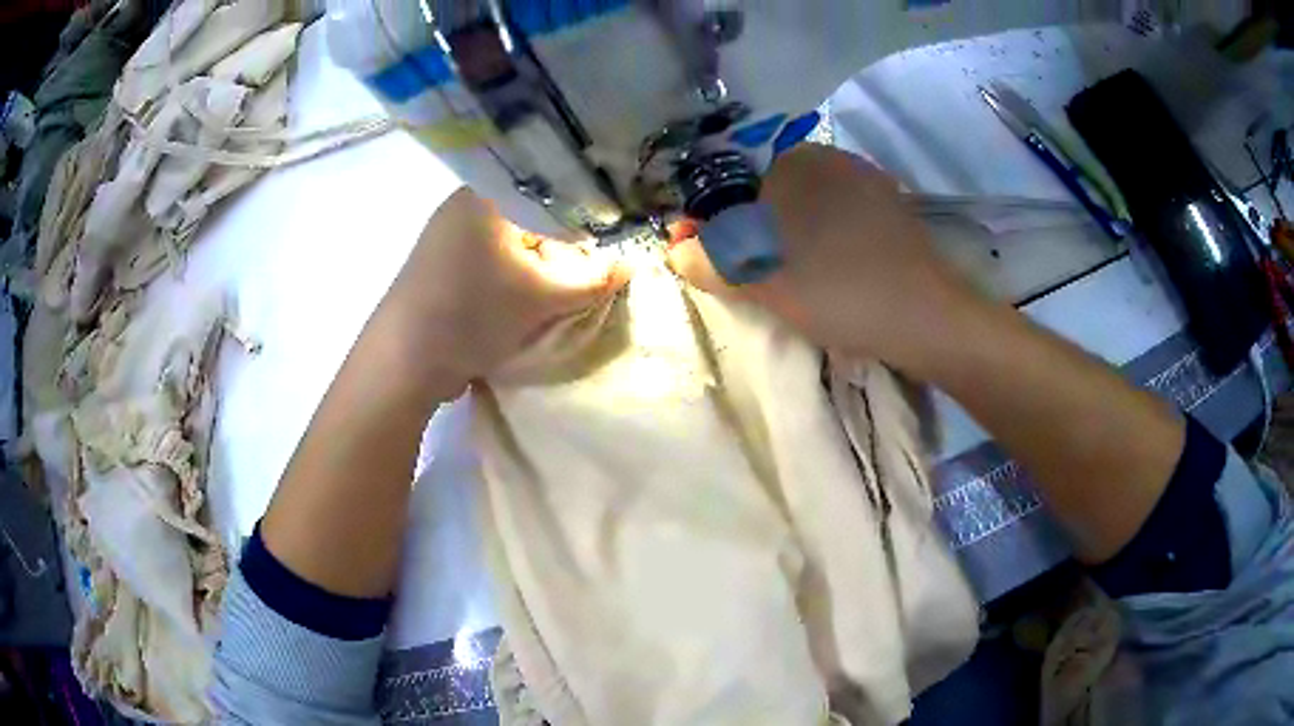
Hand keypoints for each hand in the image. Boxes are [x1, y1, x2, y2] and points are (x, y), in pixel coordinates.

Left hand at [382, 187, 627, 389]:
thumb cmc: (473, 312)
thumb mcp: (541, 298)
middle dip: (559, 243)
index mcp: (485, 194)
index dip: (582, 213)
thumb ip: (591, 280)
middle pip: (529, 216)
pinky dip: (510, 274)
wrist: (404, 361)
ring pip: (508, 240)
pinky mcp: (437, 267)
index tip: (607, 238)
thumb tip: (630, 267)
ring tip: (560, 286)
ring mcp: (445, 236)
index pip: (549, 190)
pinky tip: (524, 296)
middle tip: (588, 266)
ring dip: (535, 263)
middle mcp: (462, 206)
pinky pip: (487, 259)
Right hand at [668, 144, 981, 377]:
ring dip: (785, 233)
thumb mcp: (763, 281)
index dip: (713, 220)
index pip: (733, 182)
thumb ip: (710, 261)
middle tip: (748, 273)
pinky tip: (827, 268)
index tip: (709, 257)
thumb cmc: (839, 291)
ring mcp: (866, 180)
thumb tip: (676, 248)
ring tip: (787, 277)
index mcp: (795, 161)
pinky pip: (838, 214)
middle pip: (769, 190)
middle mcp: (831, 157)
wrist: (928, 318)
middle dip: (749, 227)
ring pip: (807, 203)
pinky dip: (821, 236)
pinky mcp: (891, 207)